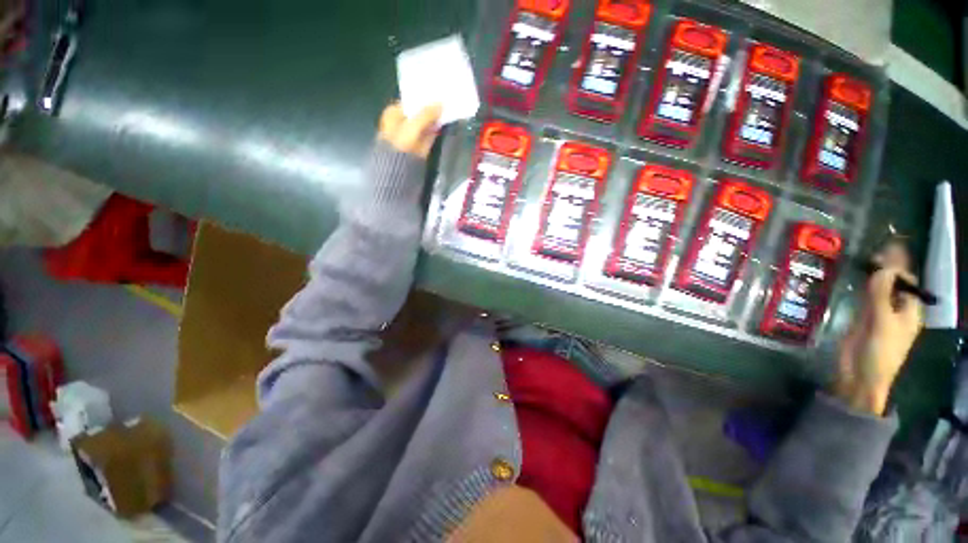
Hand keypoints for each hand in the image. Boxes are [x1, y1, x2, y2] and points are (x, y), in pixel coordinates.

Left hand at [378, 102, 442, 158]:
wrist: (398, 171)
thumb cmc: (400, 145)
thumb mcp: (413, 126)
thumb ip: (427, 114)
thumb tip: (441, 103)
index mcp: (393, 114)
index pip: (411, 102)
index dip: (424, 99)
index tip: (437, 96)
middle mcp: (400, 123)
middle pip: (418, 114)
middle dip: (430, 110)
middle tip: (445, 103)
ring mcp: (409, 136)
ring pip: (424, 125)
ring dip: (434, 121)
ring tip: (446, 113)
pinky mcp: (418, 147)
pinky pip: (428, 135)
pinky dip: (434, 131)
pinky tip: (443, 126)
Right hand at [835, 245, 924, 414]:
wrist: (860, 376)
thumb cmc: (880, 353)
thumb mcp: (882, 323)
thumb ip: (881, 295)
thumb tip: (882, 266)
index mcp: (908, 310)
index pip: (906, 281)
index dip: (898, 265)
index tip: (886, 248)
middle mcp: (896, 308)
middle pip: (893, 282)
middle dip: (886, 266)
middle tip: (875, 249)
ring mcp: (878, 313)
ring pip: (878, 288)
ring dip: (873, 274)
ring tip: (865, 257)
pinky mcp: (862, 317)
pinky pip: (864, 297)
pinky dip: (862, 285)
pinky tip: (857, 277)